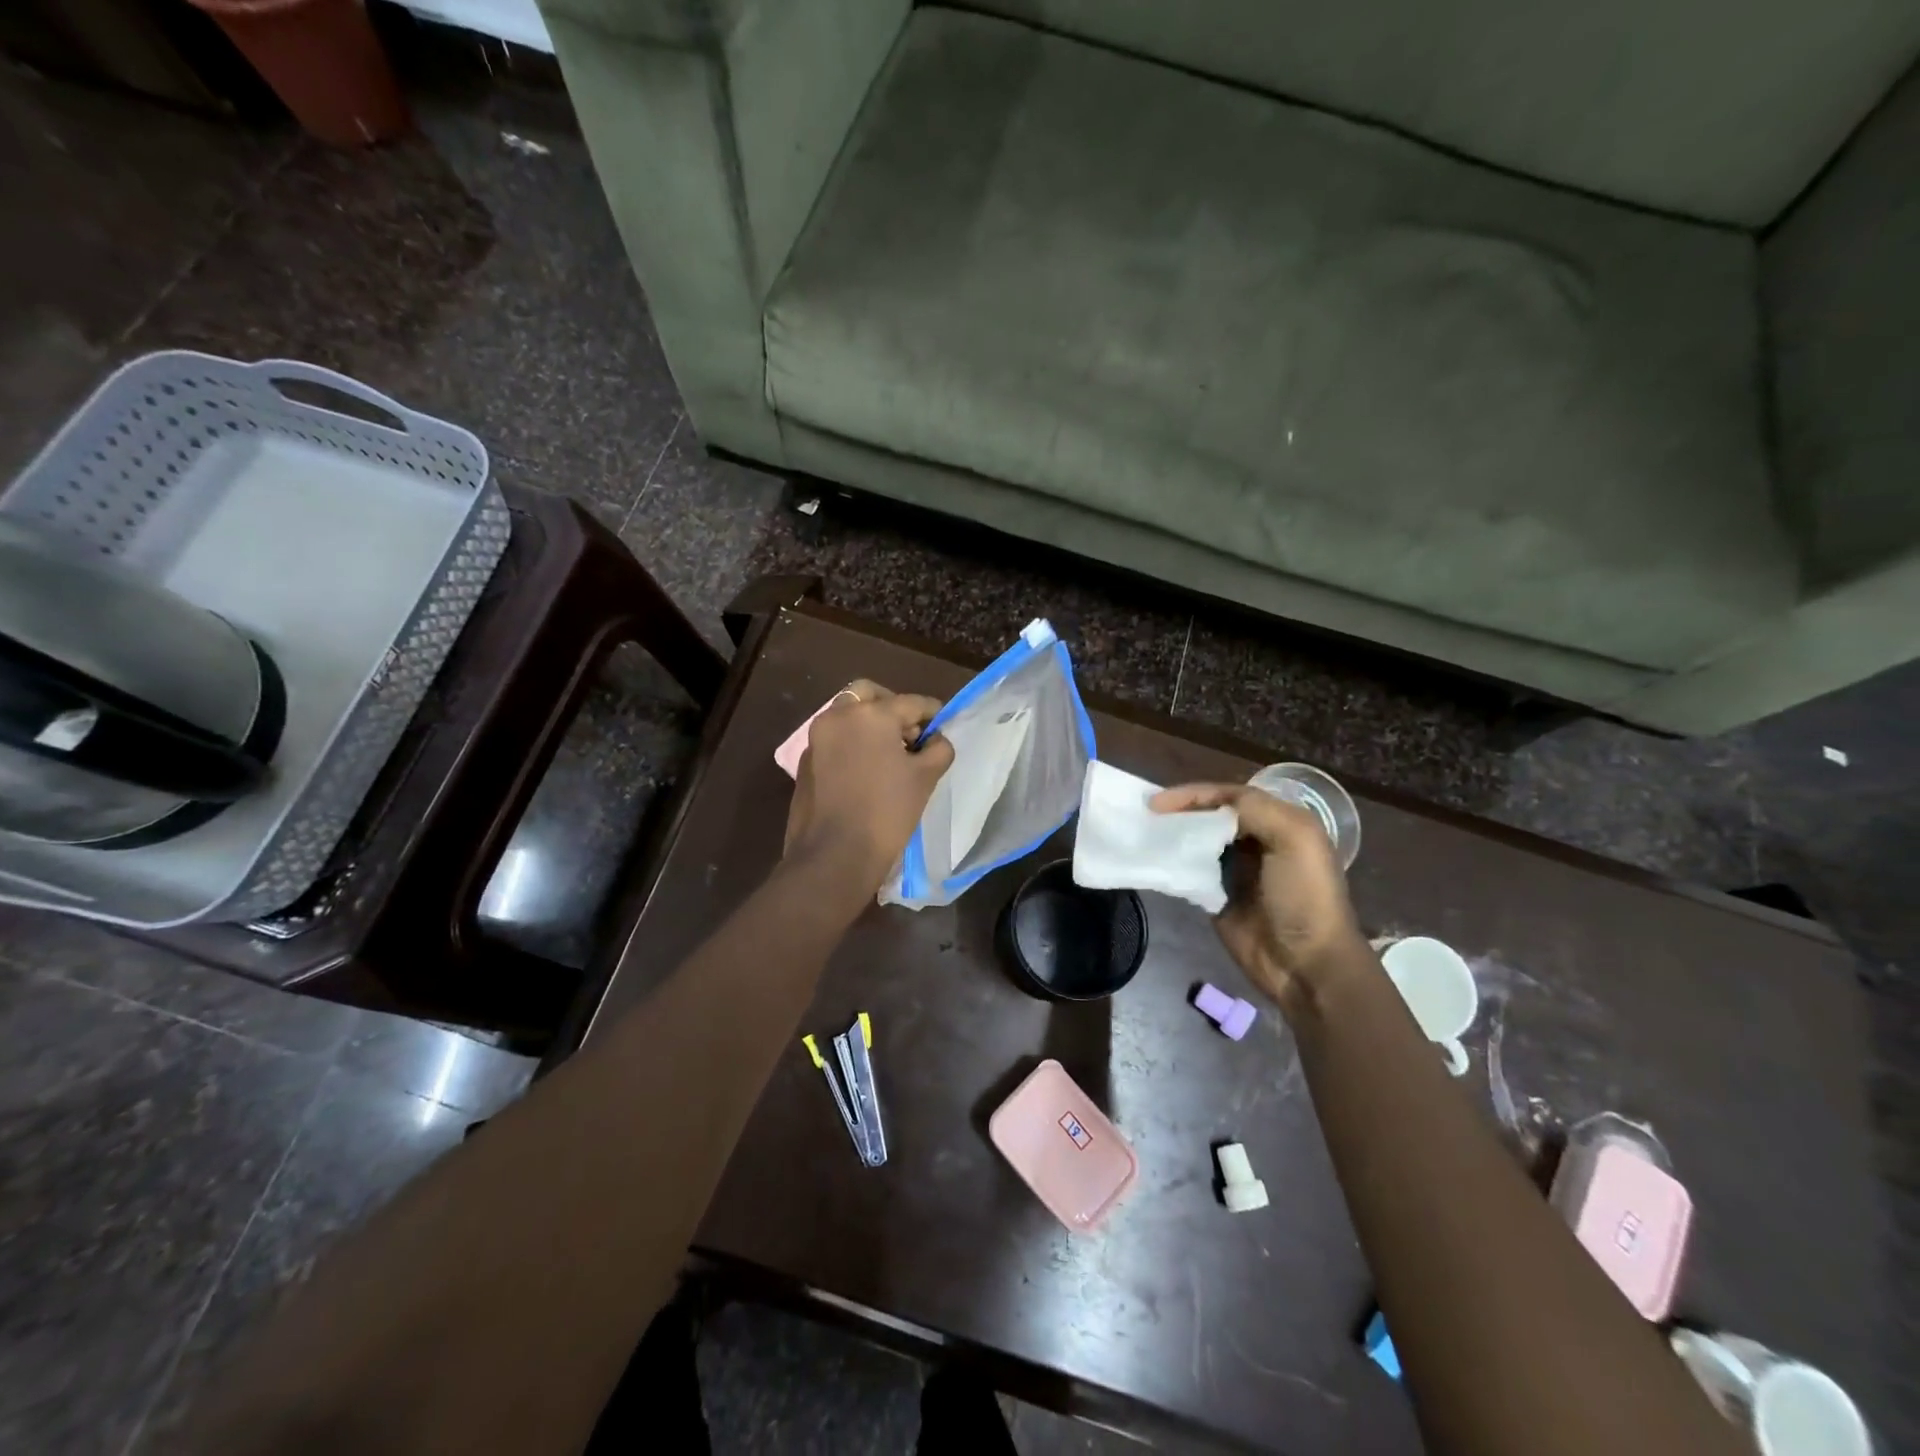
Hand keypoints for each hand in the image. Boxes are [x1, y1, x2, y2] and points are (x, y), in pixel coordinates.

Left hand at [785, 680, 954, 890]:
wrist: (833, 857)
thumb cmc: (886, 813)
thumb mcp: (925, 779)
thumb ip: (938, 749)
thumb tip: (936, 739)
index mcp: (871, 714)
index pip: (912, 703)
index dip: (933, 713)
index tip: (944, 725)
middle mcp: (839, 716)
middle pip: (870, 695)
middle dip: (894, 708)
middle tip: (912, 734)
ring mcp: (817, 738)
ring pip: (848, 715)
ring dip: (871, 724)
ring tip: (893, 754)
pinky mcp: (806, 761)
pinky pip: (835, 739)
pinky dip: (853, 743)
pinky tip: (869, 770)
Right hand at [1150, 783, 1363, 1006]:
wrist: (1306, 963)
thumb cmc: (1304, 896)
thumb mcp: (1293, 838)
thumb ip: (1254, 809)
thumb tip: (1206, 806)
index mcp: (1280, 821)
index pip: (1230, 795)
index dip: (1195, 794)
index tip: (1160, 802)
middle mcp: (1256, 840)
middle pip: (1210, 815)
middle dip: (1180, 811)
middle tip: (1146, 814)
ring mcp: (1235, 870)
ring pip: (1197, 841)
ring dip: (1173, 835)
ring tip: (1143, 832)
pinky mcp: (1217, 896)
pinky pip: (1189, 872)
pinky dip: (1172, 863)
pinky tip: (1153, 859)